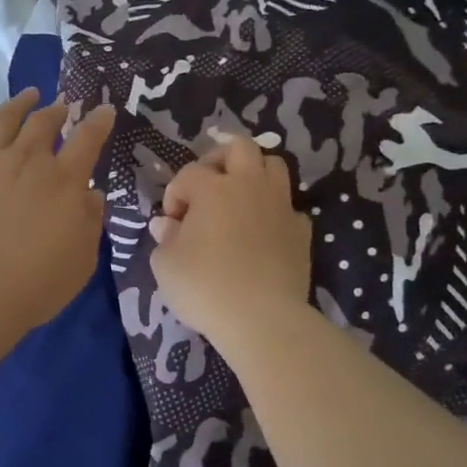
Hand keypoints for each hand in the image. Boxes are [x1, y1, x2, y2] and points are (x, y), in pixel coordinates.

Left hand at [0, 85, 116, 328]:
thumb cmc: (39, 280)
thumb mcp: (83, 257)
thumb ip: (90, 221)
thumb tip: (90, 194)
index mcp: (65, 180)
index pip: (88, 140)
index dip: (98, 122)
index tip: (104, 111)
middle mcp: (28, 161)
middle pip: (45, 123)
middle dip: (57, 110)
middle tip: (62, 105)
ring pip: (5, 119)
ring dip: (20, 103)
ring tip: (29, 94)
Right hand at [149, 137, 311, 350]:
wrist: (262, 319)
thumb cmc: (204, 287)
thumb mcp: (166, 265)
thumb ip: (165, 238)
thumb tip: (166, 224)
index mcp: (212, 189)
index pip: (189, 173)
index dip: (175, 193)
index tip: (172, 222)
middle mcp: (249, 186)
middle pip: (240, 147)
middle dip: (219, 159)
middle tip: (207, 187)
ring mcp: (280, 206)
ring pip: (273, 166)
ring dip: (253, 175)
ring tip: (237, 200)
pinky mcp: (301, 231)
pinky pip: (288, 207)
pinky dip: (273, 211)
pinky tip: (261, 233)